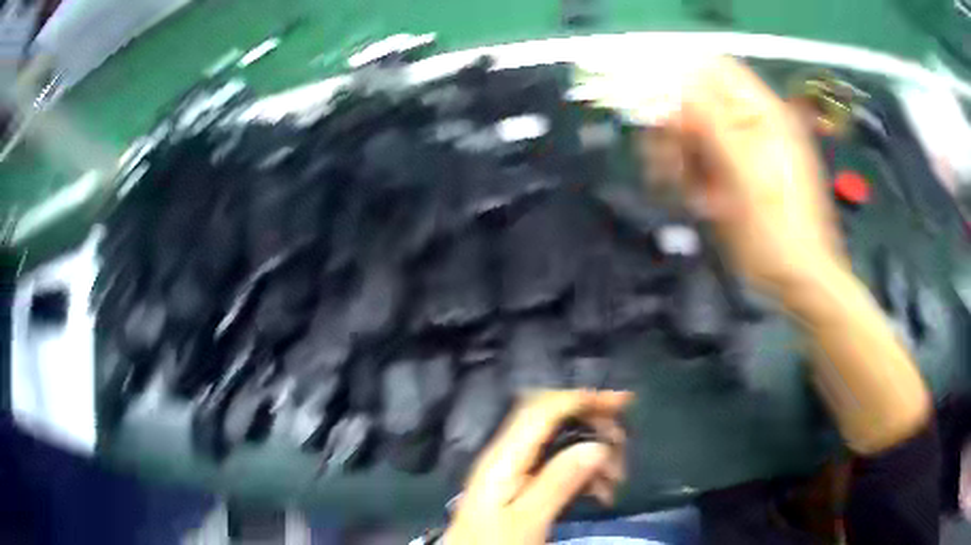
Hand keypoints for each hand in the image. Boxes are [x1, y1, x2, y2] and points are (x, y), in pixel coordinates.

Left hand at [444, 390, 630, 544]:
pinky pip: (558, 465)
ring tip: (615, 481)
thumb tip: (597, 446)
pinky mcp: (521, 484)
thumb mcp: (527, 520)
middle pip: (555, 420)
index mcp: (505, 457)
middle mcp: (508, 454)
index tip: (623, 403)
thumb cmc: (493, 543)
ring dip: (593, 454)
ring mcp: (514, 468)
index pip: (544, 409)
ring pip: (561, 443)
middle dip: (594, 427)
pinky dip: (584, 472)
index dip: (583, 399)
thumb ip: (558, 482)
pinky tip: (600, 492)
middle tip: (622, 450)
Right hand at [670, 57, 848, 296]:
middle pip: (698, 101)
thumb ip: (712, 122)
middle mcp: (750, 125)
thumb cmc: (779, 228)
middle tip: (665, 159)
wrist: (796, 278)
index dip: (680, 73)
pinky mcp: (733, 177)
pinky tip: (699, 202)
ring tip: (678, 186)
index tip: (649, 97)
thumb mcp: (747, 172)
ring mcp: (741, 152)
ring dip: (678, 155)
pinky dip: (690, 177)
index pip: (715, 69)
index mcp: (762, 113)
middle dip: (674, 125)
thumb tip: (674, 82)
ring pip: (693, 133)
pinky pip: (700, 162)